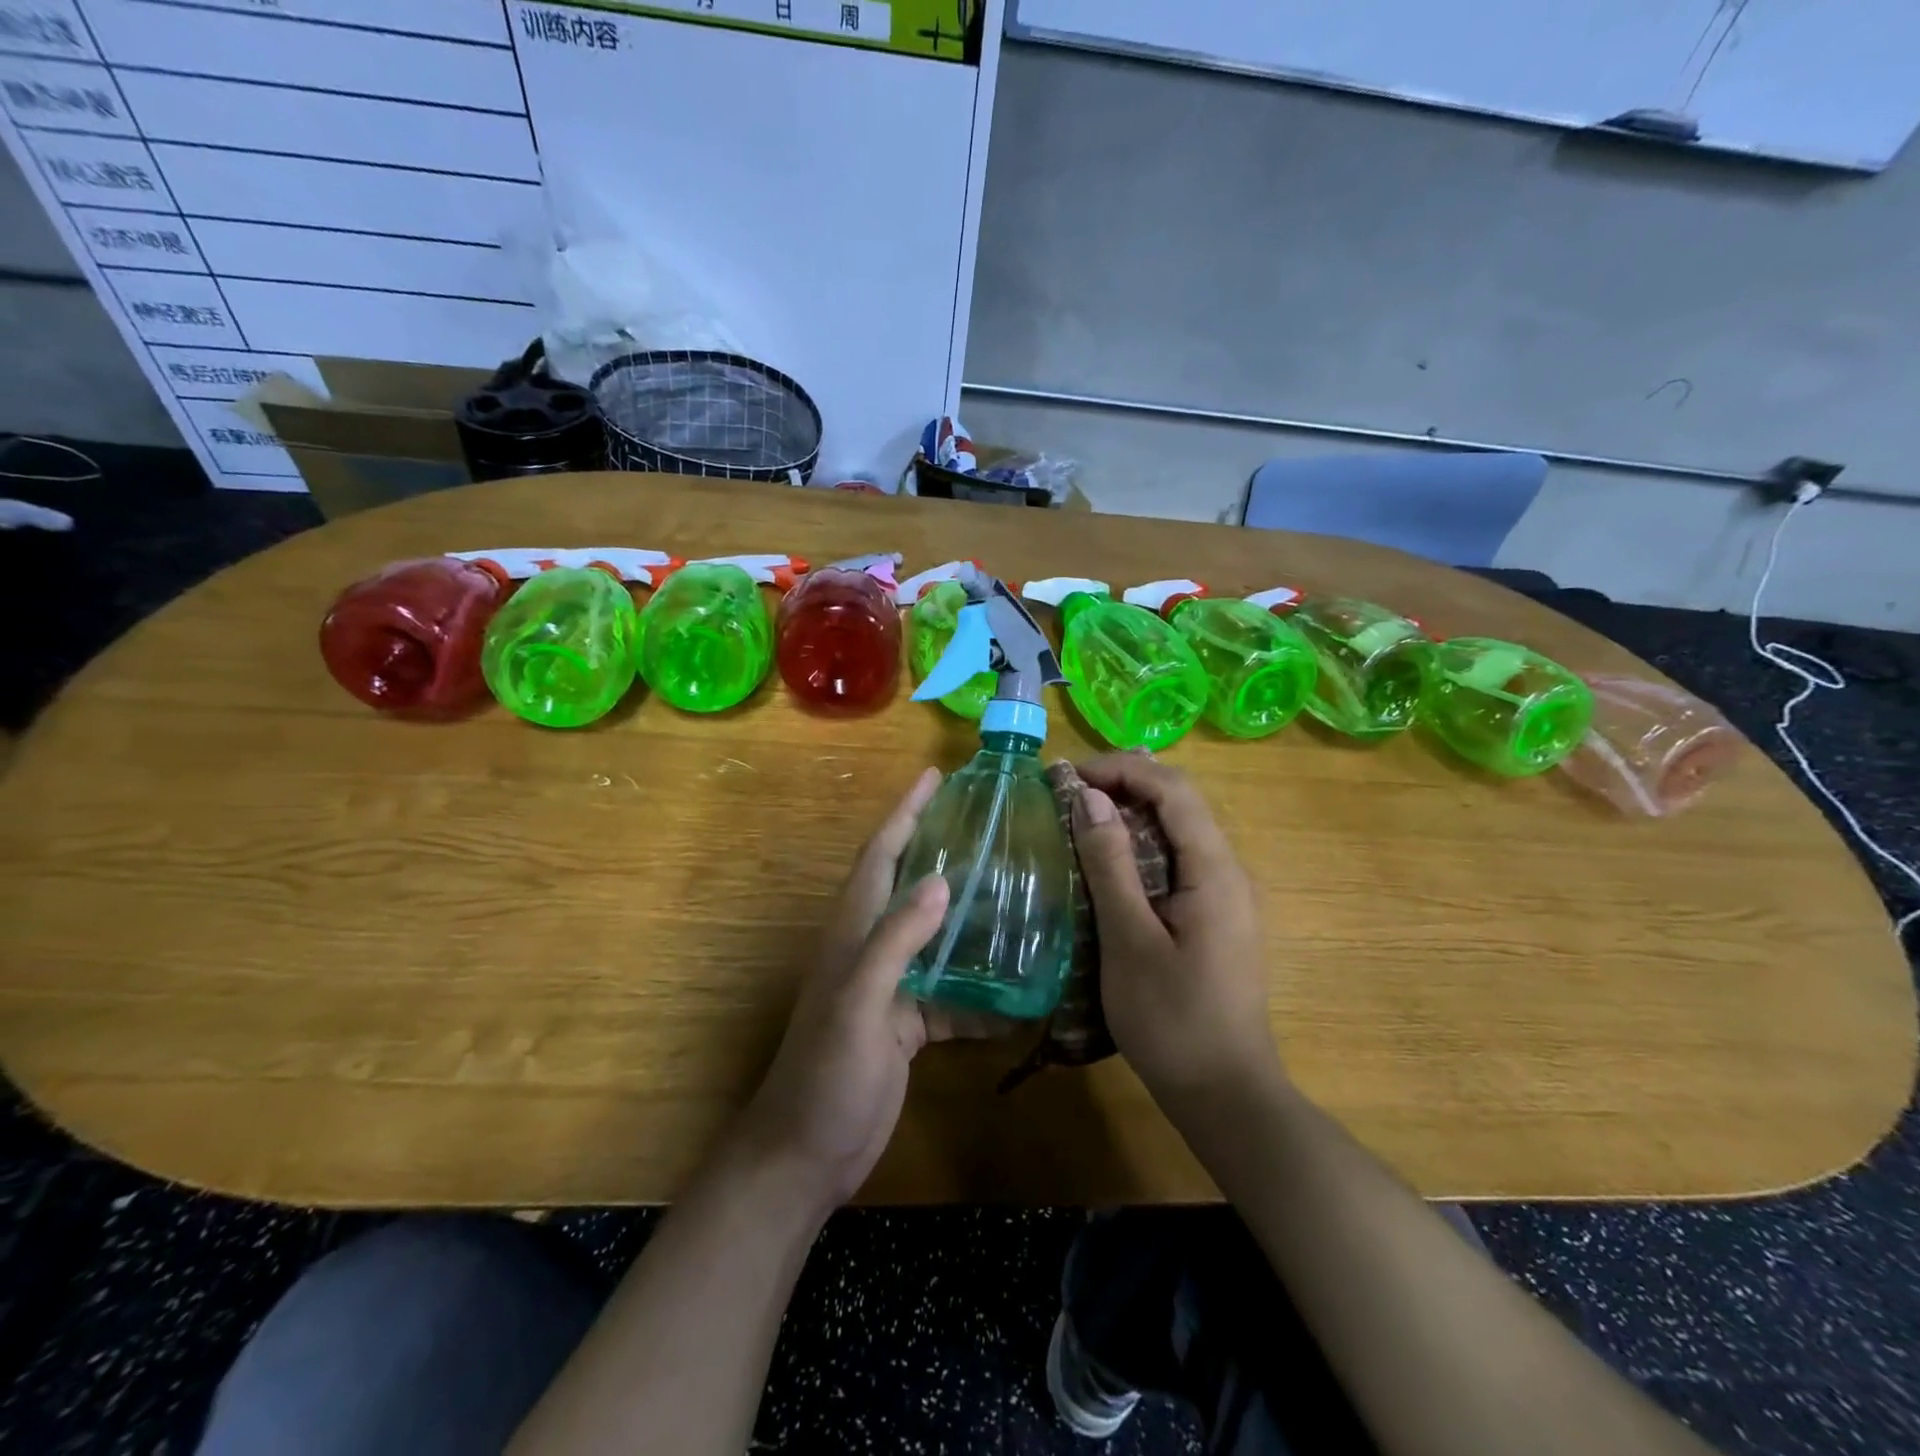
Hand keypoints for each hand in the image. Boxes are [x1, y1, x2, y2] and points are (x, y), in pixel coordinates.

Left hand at [734, 767, 973, 1211]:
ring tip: (1017, 891)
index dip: (905, 812)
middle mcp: (872, 948)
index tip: (934, 776)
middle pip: (910, 884)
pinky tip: (1019, 988)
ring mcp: (891, 987)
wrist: (807, 1154)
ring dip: (969, 914)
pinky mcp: (907, 1024)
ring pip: (936, 935)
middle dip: (941, 847)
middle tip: (989, 823)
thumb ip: (895, 940)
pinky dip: (980, 988)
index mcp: (853, 931)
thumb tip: (943, 880)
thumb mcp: (859, 1002)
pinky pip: (951, 992)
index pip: (881, 854)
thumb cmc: (826, 1073)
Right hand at [1072, 753, 1281, 1106]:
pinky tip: (1107, 865)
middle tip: (1067, 795)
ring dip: (1130, 815)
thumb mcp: (1130, 939)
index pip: (1174, 789)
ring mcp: (1225, 896)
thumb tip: (1090, 797)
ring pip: (1178, 831)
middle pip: (1180, 802)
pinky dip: (1139, 848)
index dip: (1122, 769)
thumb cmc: (1172, 1020)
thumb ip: (1111, 864)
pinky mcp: (1214, 917)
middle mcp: (1228, 871)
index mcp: (1215, 870)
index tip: (1070, 777)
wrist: (1225, 1095)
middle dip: (1124, 785)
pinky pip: (1177, 861)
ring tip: (1078, 819)